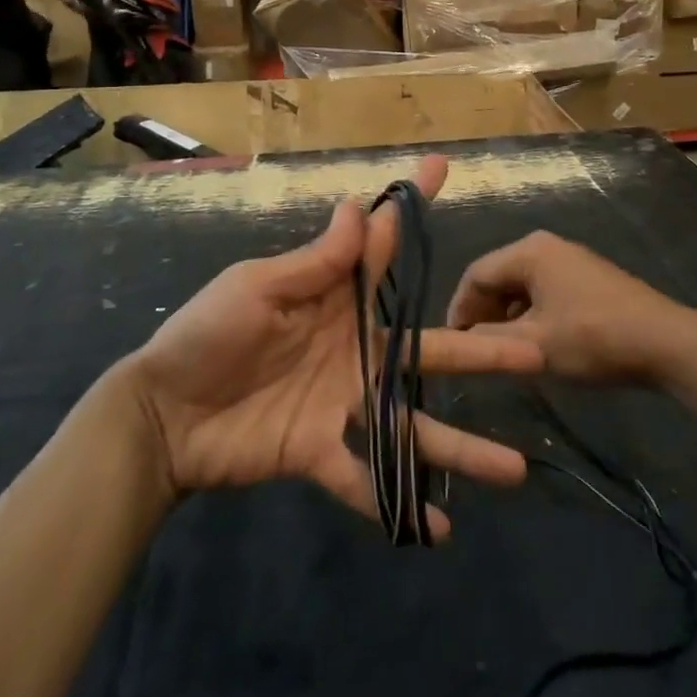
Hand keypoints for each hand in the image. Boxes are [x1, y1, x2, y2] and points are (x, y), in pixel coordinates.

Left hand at [118, 157, 543, 539]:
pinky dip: (395, 503)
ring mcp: (340, 404)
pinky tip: (438, 530)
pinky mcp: (318, 451)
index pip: (383, 246)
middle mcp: (352, 350)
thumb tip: (359, 207)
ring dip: (459, 447)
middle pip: (425, 350)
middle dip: (479, 352)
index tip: (442, 167)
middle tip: (535, 356)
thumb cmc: (206, 334)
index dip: (412, 205)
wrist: (161, 412)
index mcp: (335, 300)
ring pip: (411, 425)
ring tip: (512, 470)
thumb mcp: (257, 288)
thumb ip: (315, 261)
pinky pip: (362, 479)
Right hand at [446, 232, 696, 386]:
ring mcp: (571, 259)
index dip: (458, 309)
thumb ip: (489, 342)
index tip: (452, 343)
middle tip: (473, 348)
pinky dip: (531, 313)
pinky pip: (544, 289)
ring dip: (506, 315)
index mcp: (529, 251)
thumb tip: (461, 340)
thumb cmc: (593, 338)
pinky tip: (535, 341)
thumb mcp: (534, 346)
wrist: (666, 342)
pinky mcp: (588, 276)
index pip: (475, 273)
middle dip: (482, 311)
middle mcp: (547, 245)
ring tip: (501, 349)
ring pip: (522, 284)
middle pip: (498, 275)